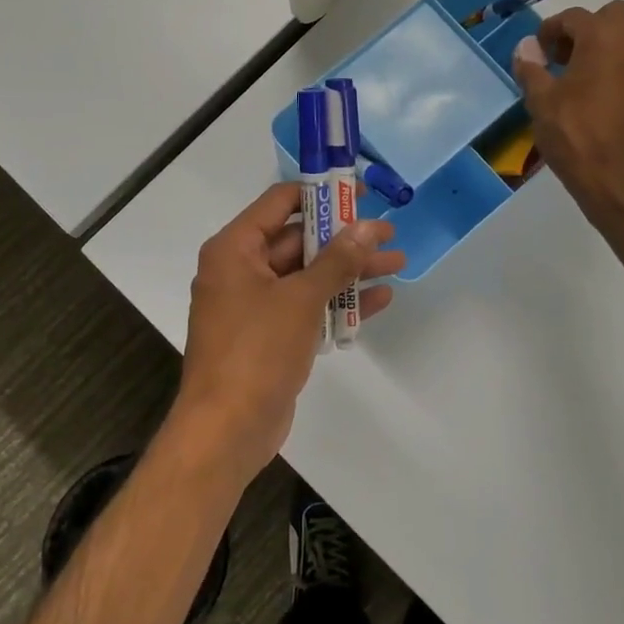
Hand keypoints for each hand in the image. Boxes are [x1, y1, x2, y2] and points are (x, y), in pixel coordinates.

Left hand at [169, 183, 403, 485]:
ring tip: (396, 263)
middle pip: (298, 241)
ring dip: (349, 271)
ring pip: (308, 276)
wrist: (227, 429)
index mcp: (235, 249)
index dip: (321, 195)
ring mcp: (256, 305)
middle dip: (345, 239)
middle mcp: (241, 270)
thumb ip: (337, 260)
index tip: (359, 194)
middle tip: (389, 235)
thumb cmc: (256, 350)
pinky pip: (307, 308)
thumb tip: (368, 226)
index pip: (280, 203)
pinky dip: (338, 303)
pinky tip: (380, 300)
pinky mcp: (270, 336)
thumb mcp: (301, 299)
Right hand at [513, 0, 623, 219]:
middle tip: (563, 58)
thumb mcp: (540, 100)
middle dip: (586, 30)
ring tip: (580, 79)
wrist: (618, 178)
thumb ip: (531, 67)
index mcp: (603, 37)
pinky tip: (600, 98)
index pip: (574, 17)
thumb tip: (526, 47)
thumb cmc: (574, 133)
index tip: (537, 52)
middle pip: (612, 17)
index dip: (550, 30)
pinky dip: (619, 69)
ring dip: (605, 48)